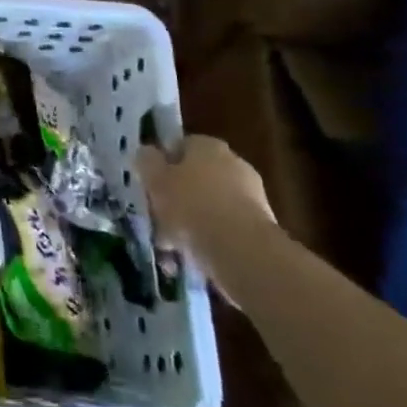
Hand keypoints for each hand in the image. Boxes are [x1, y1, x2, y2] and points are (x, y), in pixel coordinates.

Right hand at [140, 135, 274, 285]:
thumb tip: (147, 153)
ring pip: (208, 207)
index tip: (149, 187)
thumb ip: (147, 161)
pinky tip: (190, 260)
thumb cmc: (191, 206)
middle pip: (195, 178)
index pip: (180, 147)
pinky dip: (208, 242)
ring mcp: (251, 196)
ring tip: (169, 249)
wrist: (242, 251)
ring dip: (190, 225)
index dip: (162, 166)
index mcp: (207, 146)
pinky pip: (224, 230)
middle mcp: (233, 163)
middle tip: (157, 220)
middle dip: (176, 199)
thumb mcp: (155, 179)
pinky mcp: (260, 227)